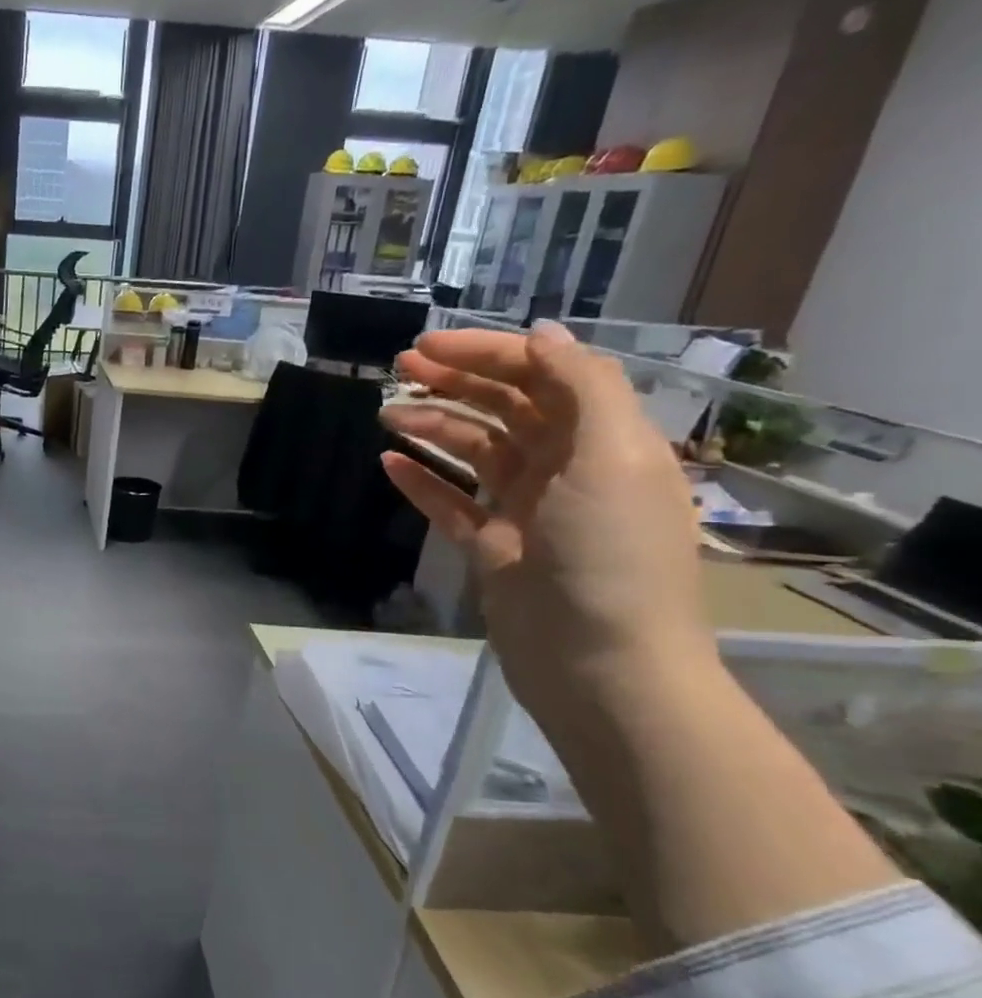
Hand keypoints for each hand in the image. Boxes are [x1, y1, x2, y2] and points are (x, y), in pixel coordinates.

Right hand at [379, 322, 715, 721]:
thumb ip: (582, 388)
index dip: (489, 354)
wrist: (599, 663)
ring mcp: (525, 510)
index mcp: (602, 440)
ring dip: (432, 428)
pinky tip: (389, 464)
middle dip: (454, 383)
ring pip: (472, 452)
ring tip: (386, 416)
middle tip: (398, 370)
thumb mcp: (613, 458)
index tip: (431, 346)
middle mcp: (565, 467)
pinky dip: (422, 482)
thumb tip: (541, 334)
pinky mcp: (492, 548)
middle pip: (504, 408)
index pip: (543, 376)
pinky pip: (450, 504)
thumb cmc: (611, 555)